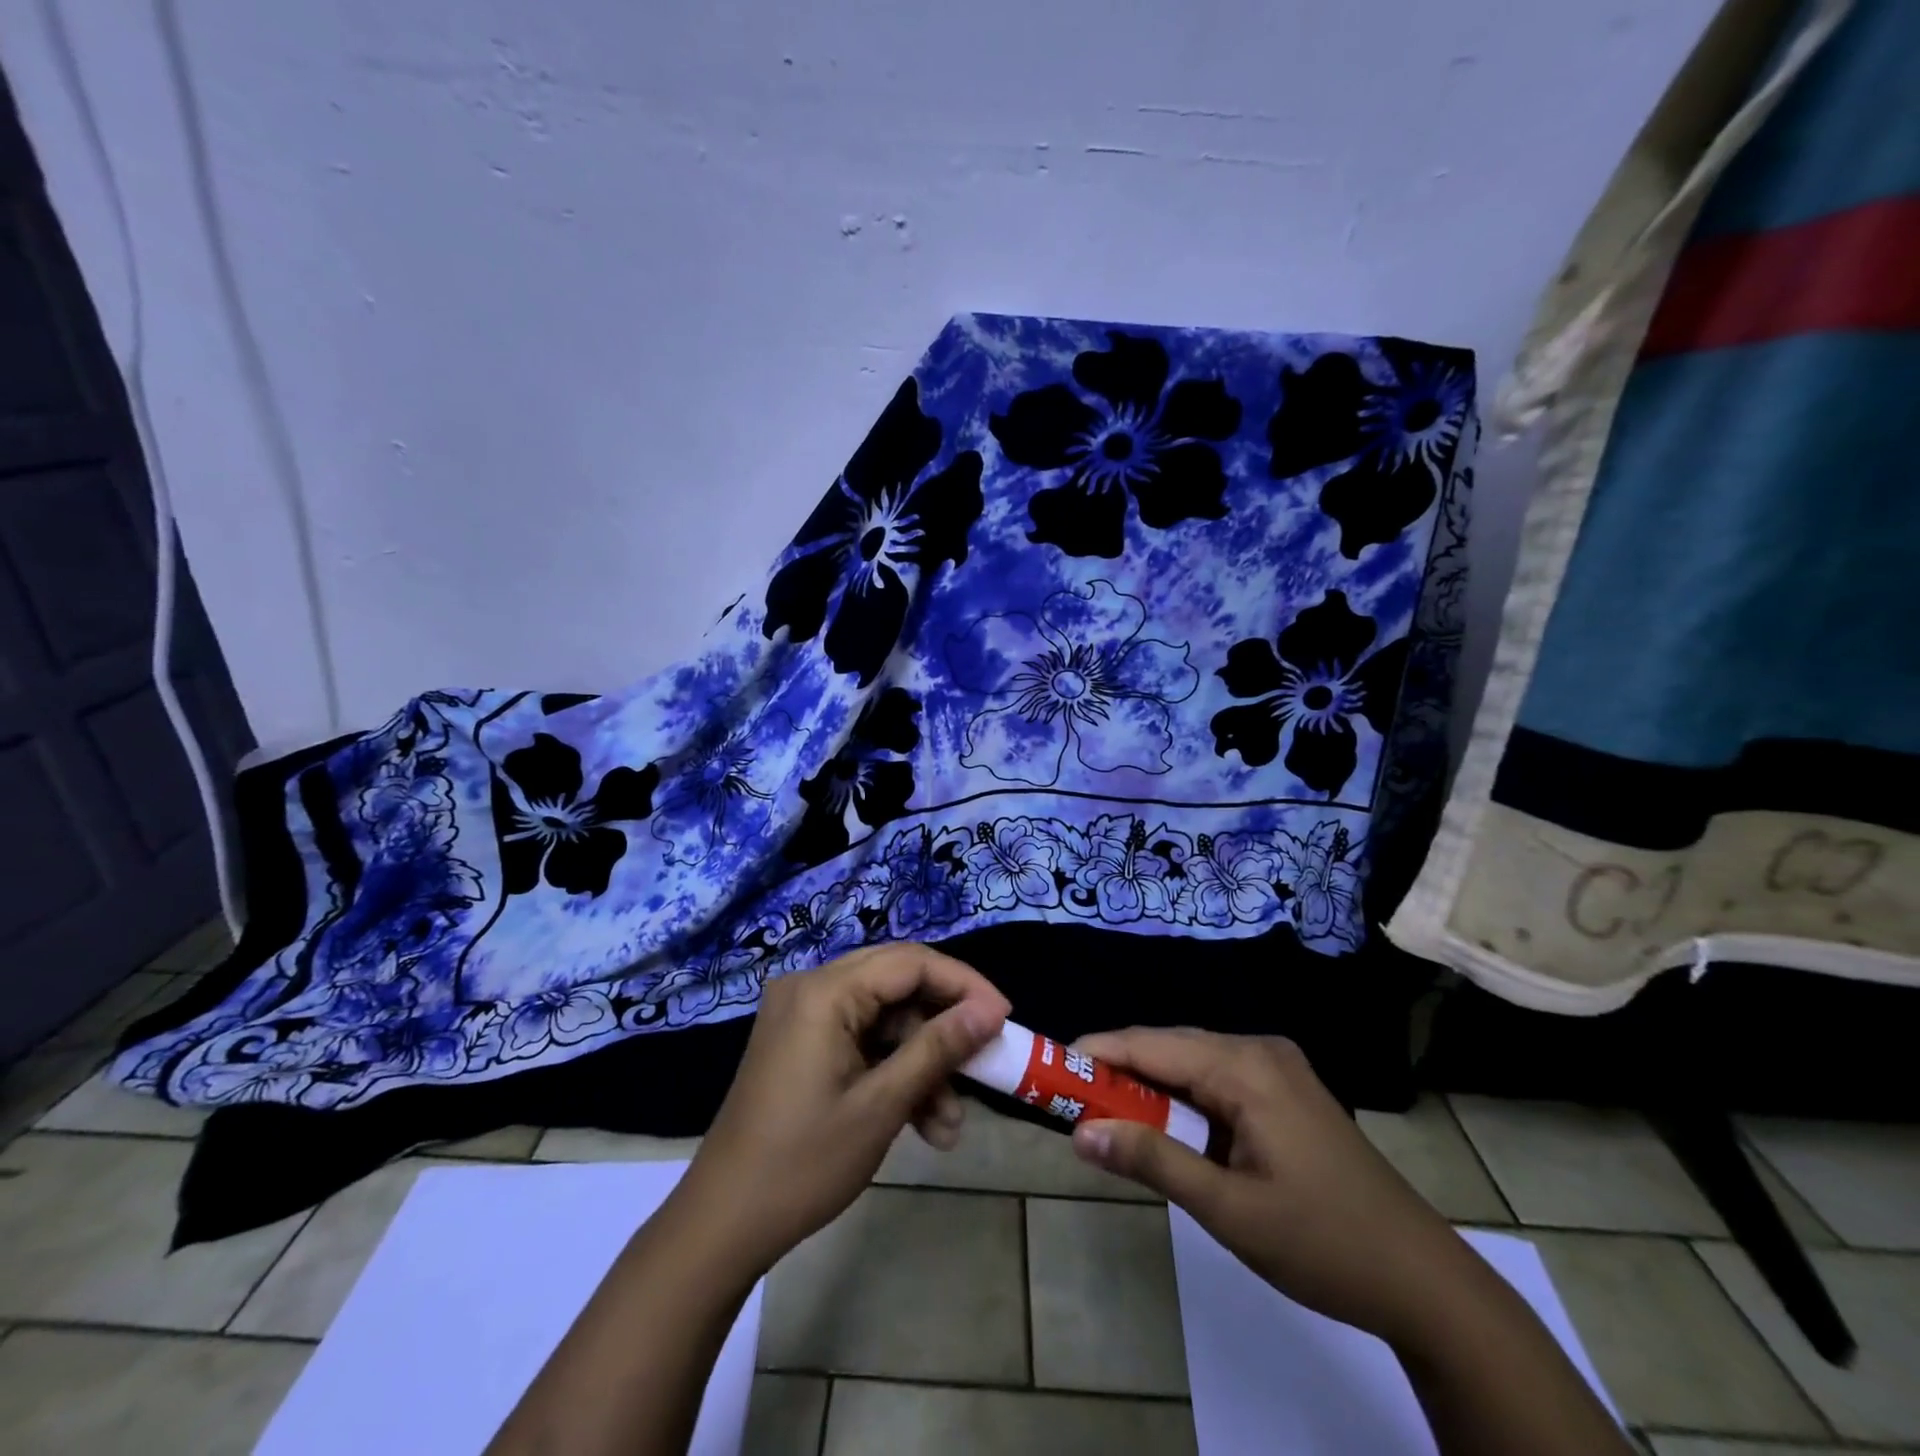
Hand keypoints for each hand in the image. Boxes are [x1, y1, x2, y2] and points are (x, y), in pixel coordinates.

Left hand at [674, 944, 1009, 1274]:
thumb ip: (938, 1049)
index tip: (1004, 1018)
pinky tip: (923, 1122)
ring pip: (884, 1018)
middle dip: (944, 1024)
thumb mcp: (882, 1106)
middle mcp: (811, 987)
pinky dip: (893, 1071)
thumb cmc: (803, 1163)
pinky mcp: (802, 1041)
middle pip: (898, 984)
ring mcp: (803, 1014)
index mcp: (824, 991)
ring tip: (949, 1125)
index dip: (963, 985)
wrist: (722, 1224)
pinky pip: (862, 1038)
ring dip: (921, 1062)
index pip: (910, 962)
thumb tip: (989, 1011)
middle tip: (985, 1057)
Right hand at [1069, 1027, 1467, 1346]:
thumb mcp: (1229, 1210)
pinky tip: (1163, 1125)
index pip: (1152, 1044)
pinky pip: (1215, 1079)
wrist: (1423, 1281)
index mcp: (1246, 1067)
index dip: (1098, 1052)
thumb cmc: (1323, 1244)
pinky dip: (1181, 1099)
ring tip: (1105, 1114)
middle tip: (1070, 1100)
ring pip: (1191, 1062)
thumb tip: (1081, 1133)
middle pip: (1170, 1047)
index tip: (1051, 1068)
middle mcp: (1258, 1050)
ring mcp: (1275, 1067)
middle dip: (1119, 1071)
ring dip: (1149, 1086)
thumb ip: (1153, 1161)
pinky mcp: (1284, 1089)